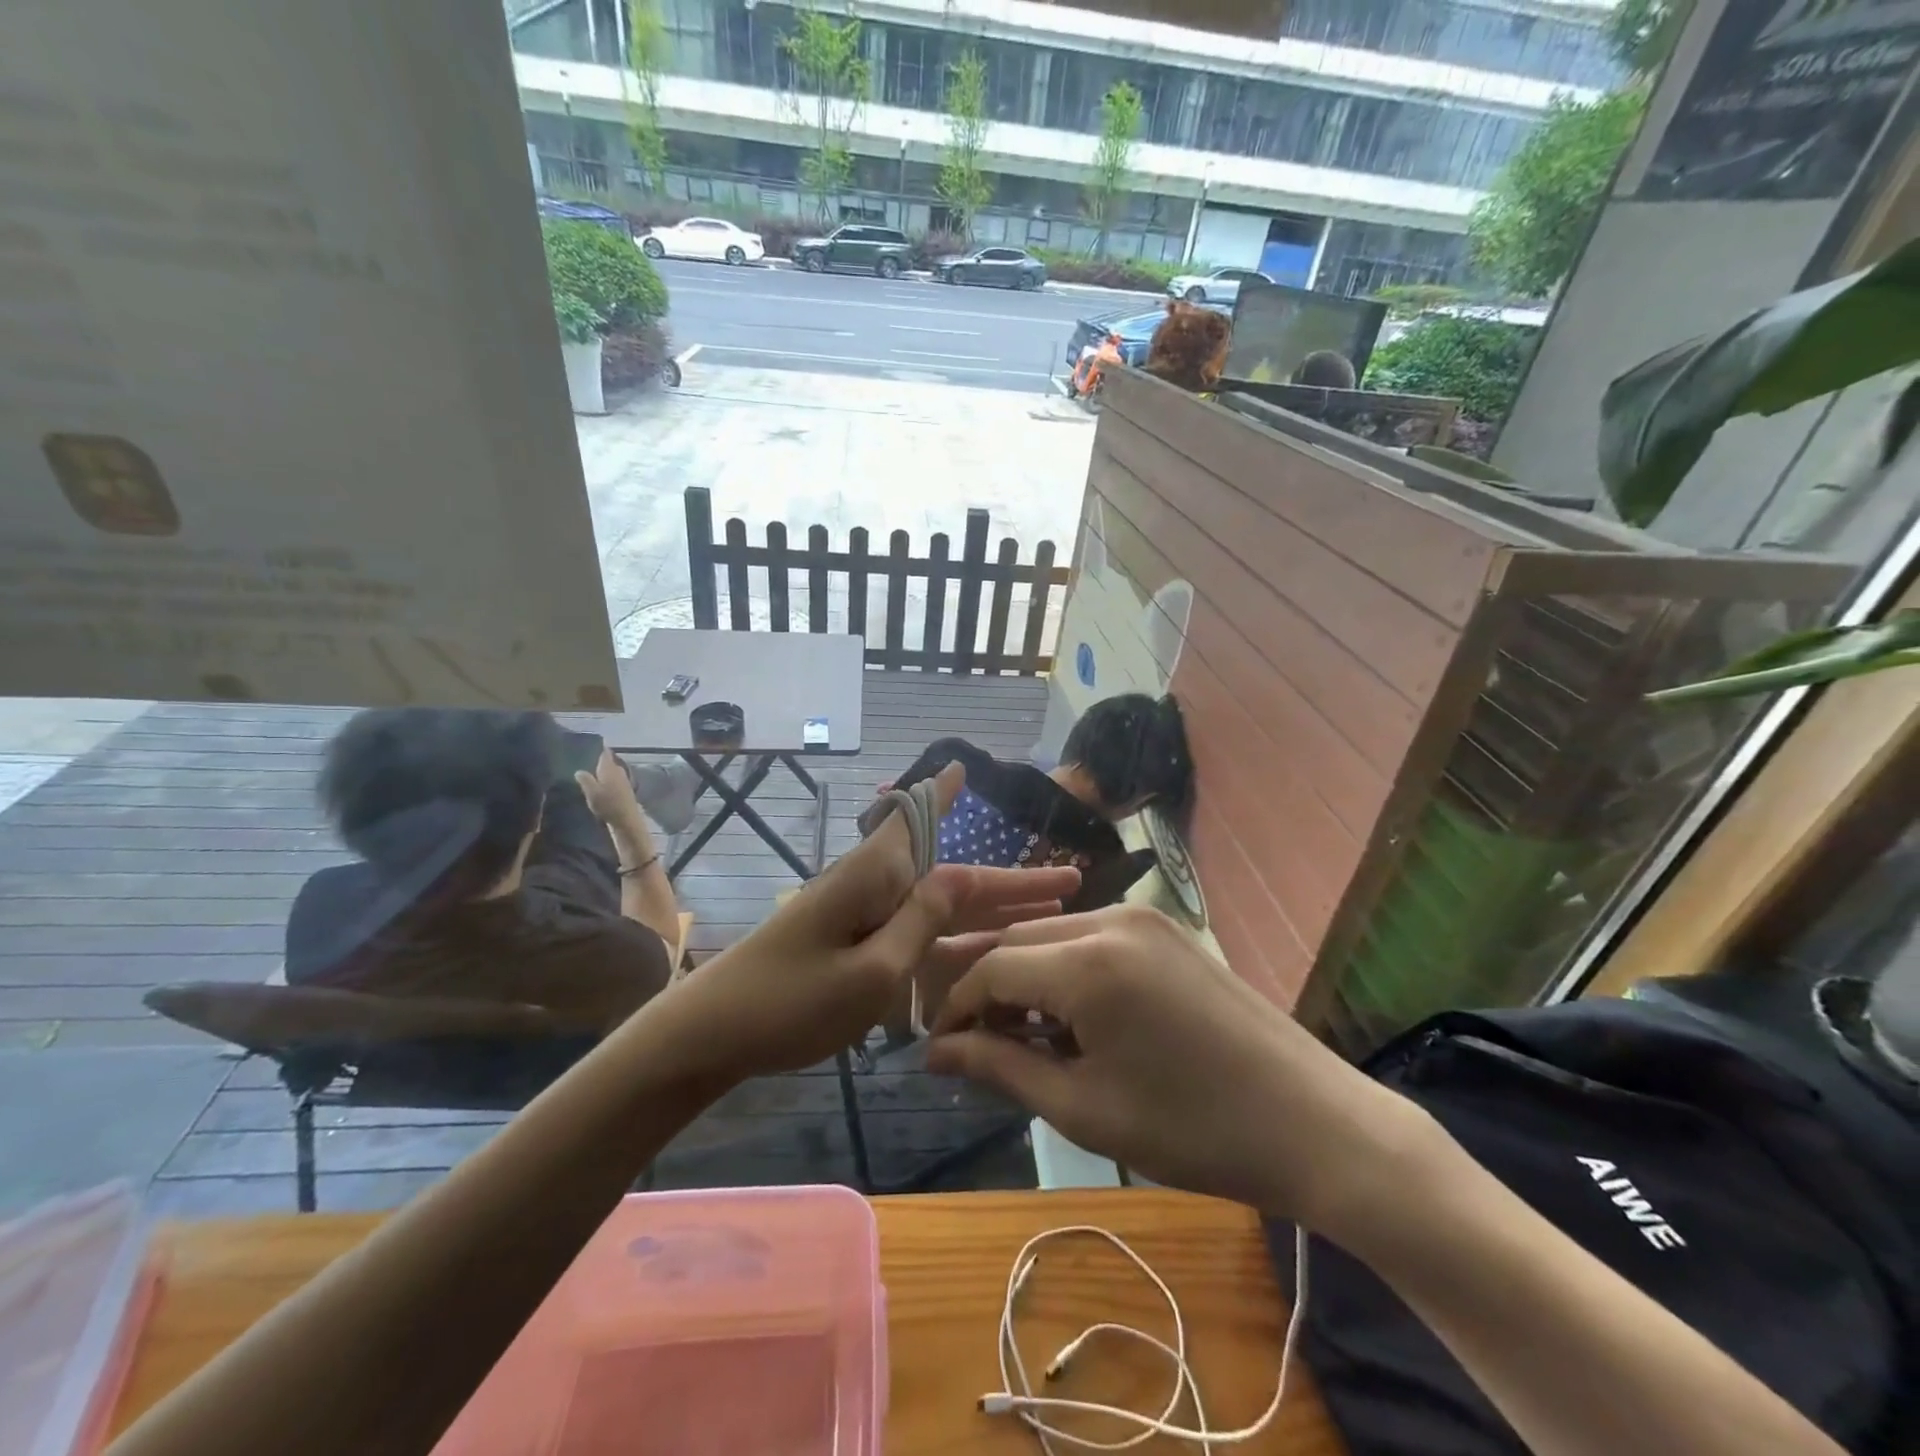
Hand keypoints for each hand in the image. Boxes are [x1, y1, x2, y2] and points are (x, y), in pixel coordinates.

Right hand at [574, 748, 644, 838]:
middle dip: (596, 760)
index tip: (587, 745)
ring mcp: (623, 780)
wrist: (626, 819)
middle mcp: (618, 770)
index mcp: (610, 767)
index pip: (604, 752)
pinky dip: (606, 780)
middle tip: (582, 760)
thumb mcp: (591, 792)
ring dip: (601, 772)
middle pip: (607, 761)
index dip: (597, 747)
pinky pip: (613, 780)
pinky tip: (598, 786)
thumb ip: (585, 779)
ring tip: (587, 773)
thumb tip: (579, 770)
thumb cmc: (608, 804)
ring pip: (610, 771)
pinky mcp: (625, 790)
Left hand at [673, 762, 1080, 1077]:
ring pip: (942, 907)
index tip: (965, 765)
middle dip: (1010, 880)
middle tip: (1070, 880)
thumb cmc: (789, 1002)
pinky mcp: (856, 947)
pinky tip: (987, 950)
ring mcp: (865, 919)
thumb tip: (958, 877)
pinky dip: (957, 939)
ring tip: (1049, 915)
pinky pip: (920, 936)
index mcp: (875, 876)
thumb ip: (919, 924)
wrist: (712, 1036)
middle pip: (952, 875)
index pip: (921, 822)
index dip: (947, 795)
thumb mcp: (869, 971)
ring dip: (992, 910)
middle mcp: (874, 887)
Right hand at [926, 904, 1426, 1230]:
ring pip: (1055, 936)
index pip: (992, 968)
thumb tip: (937, 1053)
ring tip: (1021, 1038)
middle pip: (1020, 940)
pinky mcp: (1166, 930)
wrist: (1312, 1122)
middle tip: (974, 1046)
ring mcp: (1144, 918)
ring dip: (1026, 978)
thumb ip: (1000, 1068)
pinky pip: (1092, 939)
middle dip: (988, 989)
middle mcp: (1111, 919)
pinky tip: (1071, 1018)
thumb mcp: (1084, 1107)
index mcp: (1087, 960)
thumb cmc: (1192, 1129)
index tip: (939, 1050)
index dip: (957, 1008)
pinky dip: (1066, 971)